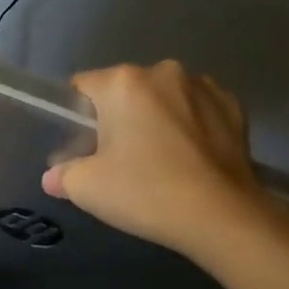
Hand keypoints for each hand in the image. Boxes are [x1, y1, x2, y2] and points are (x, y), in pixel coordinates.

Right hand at [43, 60, 271, 257]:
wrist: (222, 217)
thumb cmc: (146, 193)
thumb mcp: (87, 189)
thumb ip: (63, 175)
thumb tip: (53, 177)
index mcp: (122, 82)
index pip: (83, 87)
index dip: (77, 116)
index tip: (84, 148)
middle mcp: (164, 71)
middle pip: (126, 90)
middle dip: (120, 117)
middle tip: (121, 160)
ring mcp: (204, 86)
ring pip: (165, 98)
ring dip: (158, 118)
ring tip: (162, 161)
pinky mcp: (234, 106)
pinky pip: (199, 110)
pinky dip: (192, 126)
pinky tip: (192, 159)